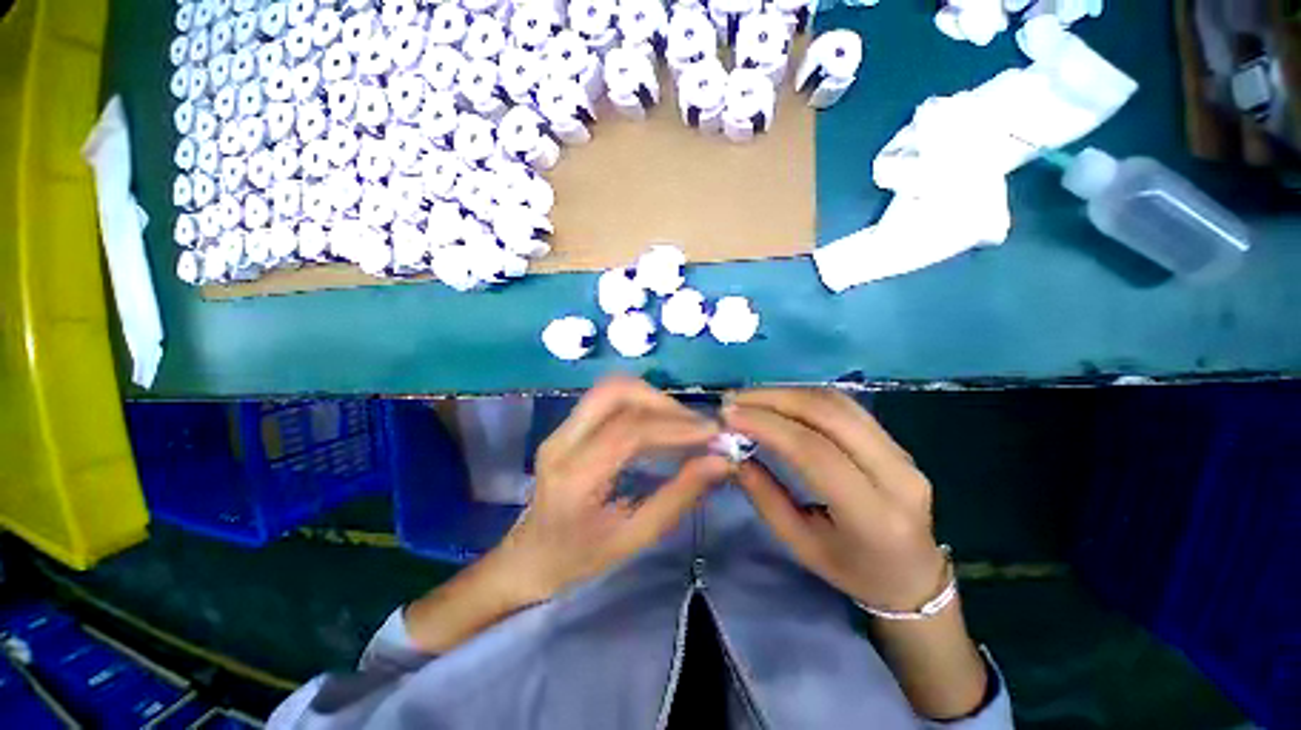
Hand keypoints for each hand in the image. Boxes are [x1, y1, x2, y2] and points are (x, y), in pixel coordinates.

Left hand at [492, 375, 729, 603]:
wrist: (528, 557)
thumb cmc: (578, 559)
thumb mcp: (633, 538)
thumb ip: (678, 497)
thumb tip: (719, 461)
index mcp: (574, 477)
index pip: (629, 431)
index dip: (676, 426)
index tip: (712, 433)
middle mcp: (562, 441)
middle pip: (615, 392)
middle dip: (663, 401)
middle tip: (695, 426)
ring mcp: (560, 429)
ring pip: (611, 389)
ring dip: (652, 398)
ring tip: (683, 424)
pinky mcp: (567, 426)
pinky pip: (608, 400)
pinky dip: (641, 403)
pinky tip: (661, 424)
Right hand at [722, 389, 946, 610]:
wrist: (914, 576)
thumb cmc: (853, 572)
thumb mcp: (801, 546)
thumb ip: (765, 497)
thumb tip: (733, 454)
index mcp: (873, 515)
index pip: (814, 452)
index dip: (768, 425)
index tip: (728, 416)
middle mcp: (896, 474)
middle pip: (828, 415)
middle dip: (772, 399)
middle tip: (733, 400)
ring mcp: (901, 452)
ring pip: (837, 402)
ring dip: (786, 393)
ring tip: (749, 398)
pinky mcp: (896, 440)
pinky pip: (845, 405)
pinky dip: (805, 396)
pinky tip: (778, 400)